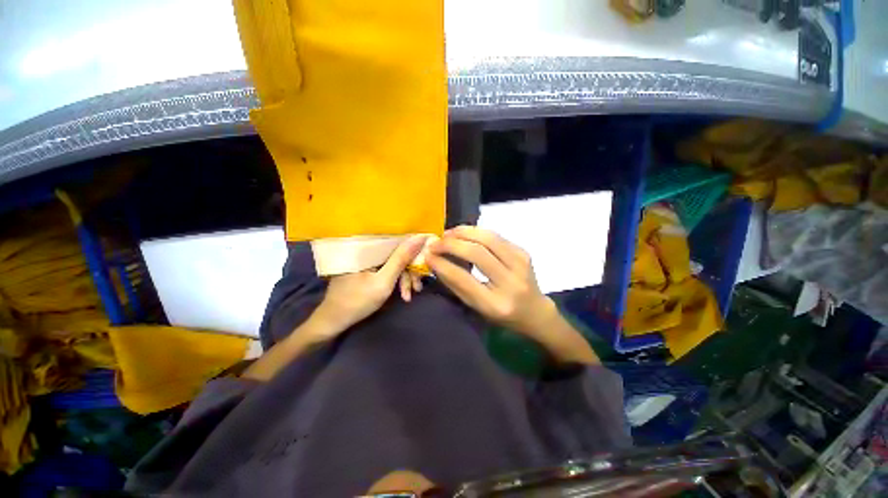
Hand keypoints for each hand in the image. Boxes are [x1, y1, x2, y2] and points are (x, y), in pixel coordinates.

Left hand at [309, 234, 428, 340]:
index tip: (424, 264)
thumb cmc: (357, 301)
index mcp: (369, 246)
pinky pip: (388, 268)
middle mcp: (369, 248)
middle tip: (417, 288)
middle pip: (398, 254)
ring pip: (395, 263)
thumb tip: (419, 237)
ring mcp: (369, 259)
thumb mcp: (384, 281)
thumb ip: (401, 259)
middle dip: (410, 271)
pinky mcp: (368, 267)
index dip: (414, 250)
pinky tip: (401, 293)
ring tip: (408, 296)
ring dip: (404, 279)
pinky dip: (396, 280)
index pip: (399, 240)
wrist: (333, 320)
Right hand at [426, 226, 558, 337]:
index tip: (427, 254)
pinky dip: (476, 232)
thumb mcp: (476, 308)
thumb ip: (456, 285)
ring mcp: (520, 264)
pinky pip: (495, 236)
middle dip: (451, 243)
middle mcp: (511, 282)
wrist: (535, 311)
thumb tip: (436, 262)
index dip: (442, 263)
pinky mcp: (523, 251)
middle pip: (477, 252)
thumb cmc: (502, 315)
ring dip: (463, 232)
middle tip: (435, 242)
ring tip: (447, 234)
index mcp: (496, 304)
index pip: (463, 278)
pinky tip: (465, 235)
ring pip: (487, 237)